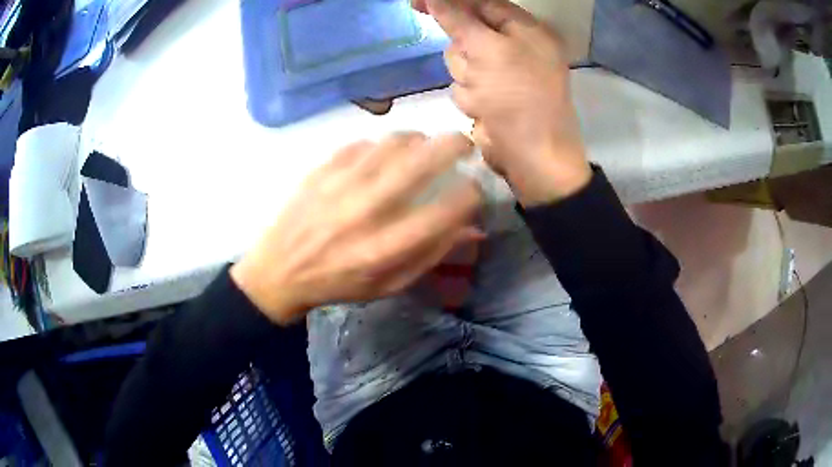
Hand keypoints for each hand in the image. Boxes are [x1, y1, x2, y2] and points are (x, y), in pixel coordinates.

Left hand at [230, 133, 483, 324]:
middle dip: (453, 146)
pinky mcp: (322, 170)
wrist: (279, 270)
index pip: (442, 213)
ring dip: (419, 138)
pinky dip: (383, 143)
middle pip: (420, 164)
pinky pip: (362, 143)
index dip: (470, 196)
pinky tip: (387, 152)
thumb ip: (431, 256)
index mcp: (384, 249)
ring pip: (392, 143)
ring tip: (426, 143)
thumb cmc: (338, 283)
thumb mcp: (388, 285)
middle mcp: (365, 211)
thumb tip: (471, 229)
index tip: (476, 189)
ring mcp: (340, 185)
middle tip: (465, 143)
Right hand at [417, 0, 591, 205]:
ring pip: (459, 60)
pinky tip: (485, 110)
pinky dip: (470, 97)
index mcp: (526, 29)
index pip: (482, 3)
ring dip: (466, 78)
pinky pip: (463, 84)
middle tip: (479, 69)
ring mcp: (501, 72)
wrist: (531, 158)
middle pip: (465, 32)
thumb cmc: (519, 97)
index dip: (451, 1)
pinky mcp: (490, 94)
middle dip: (464, 52)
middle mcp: (515, 46)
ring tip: (486, 95)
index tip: (418, 3)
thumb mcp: (488, 50)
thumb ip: (458, 19)